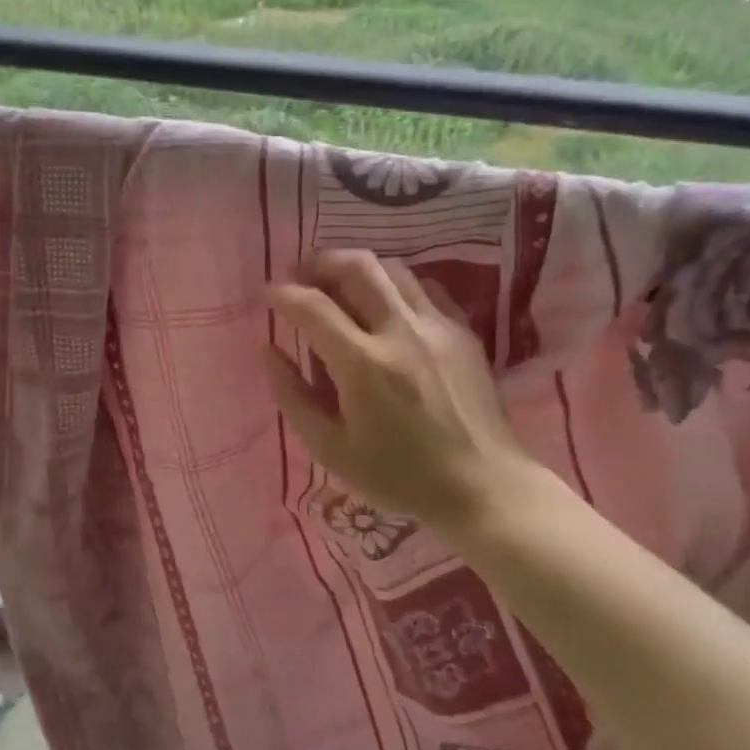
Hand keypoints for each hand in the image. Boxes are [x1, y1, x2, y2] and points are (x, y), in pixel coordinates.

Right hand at [264, 250, 550, 540]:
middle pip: (357, 267)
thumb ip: (292, 396)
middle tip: (300, 273)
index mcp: (363, 365)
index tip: (266, 293)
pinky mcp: (463, 332)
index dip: (282, 293)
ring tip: (338, 284)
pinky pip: (424, 287)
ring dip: (357, 268)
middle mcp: (401, 332)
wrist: (483, 488)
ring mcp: (438, 327)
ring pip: (393, 269)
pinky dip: (395, 285)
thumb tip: (268, 350)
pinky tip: (385, 304)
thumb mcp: (330, 450)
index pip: (312, 307)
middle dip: (320, 261)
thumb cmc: (399, 477)